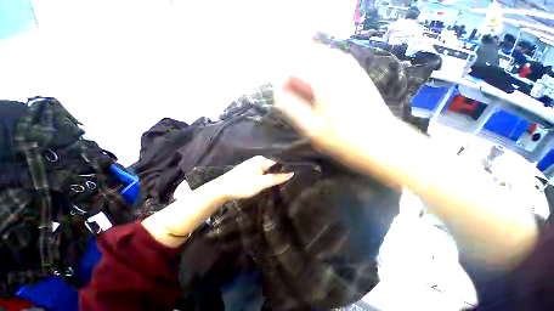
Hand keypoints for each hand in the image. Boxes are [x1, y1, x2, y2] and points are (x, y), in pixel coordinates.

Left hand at [214, 156, 293, 199]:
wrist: (222, 190)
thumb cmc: (242, 185)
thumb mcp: (261, 183)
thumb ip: (276, 178)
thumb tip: (291, 173)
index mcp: (262, 160)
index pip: (279, 162)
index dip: (287, 168)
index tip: (296, 174)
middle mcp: (258, 160)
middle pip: (274, 166)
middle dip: (281, 172)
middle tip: (291, 180)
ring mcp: (254, 165)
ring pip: (268, 170)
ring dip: (274, 175)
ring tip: (284, 182)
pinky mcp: (250, 170)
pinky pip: (263, 172)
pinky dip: (267, 177)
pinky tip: (271, 182)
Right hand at [274, 43, 394, 154]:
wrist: (382, 144)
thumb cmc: (344, 140)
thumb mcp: (310, 127)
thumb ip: (290, 107)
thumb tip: (278, 92)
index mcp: (323, 77)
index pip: (290, 66)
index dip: (283, 83)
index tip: (284, 101)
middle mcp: (336, 62)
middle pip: (303, 57)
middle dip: (294, 78)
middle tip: (296, 102)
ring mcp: (348, 64)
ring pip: (315, 59)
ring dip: (306, 77)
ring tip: (308, 101)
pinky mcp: (354, 71)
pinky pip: (327, 65)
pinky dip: (318, 77)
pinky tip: (321, 96)